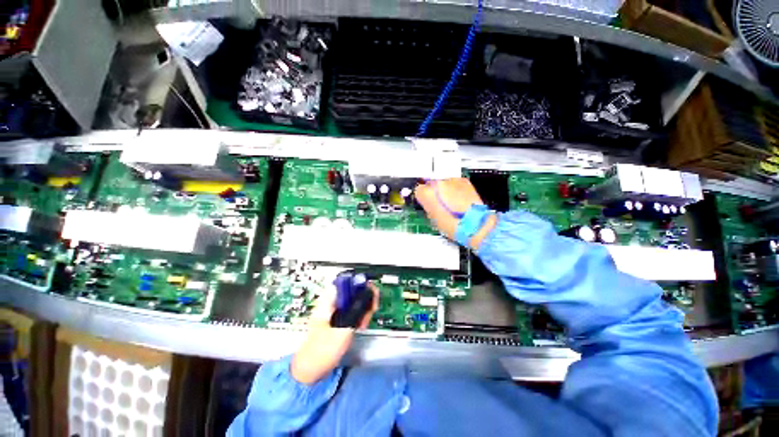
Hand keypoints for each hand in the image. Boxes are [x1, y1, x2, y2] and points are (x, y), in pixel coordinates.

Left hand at [291, 282, 378, 384]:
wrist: (310, 370)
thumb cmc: (322, 350)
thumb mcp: (343, 330)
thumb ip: (356, 311)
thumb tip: (368, 294)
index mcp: (328, 300)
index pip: (346, 280)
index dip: (360, 283)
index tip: (370, 293)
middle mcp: (331, 301)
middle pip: (353, 289)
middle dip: (365, 298)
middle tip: (370, 311)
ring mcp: (335, 310)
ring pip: (355, 300)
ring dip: (363, 308)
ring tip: (364, 322)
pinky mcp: (338, 318)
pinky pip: (353, 310)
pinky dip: (359, 315)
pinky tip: (361, 326)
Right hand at [414, 178, 496, 249]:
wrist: (474, 224)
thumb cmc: (453, 225)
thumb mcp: (432, 218)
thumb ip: (427, 207)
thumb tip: (428, 203)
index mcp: (428, 193)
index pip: (418, 189)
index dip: (422, 197)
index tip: (425, 201)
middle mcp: (439, 183)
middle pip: (430, 183)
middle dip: (433, 192)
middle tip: (438, 203)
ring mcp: (452, 181)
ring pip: (443, 182)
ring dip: (444, 189)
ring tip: (450, 202)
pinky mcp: (464, 181)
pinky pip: (455, 182)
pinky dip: (455, 188)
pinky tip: (458, 199)